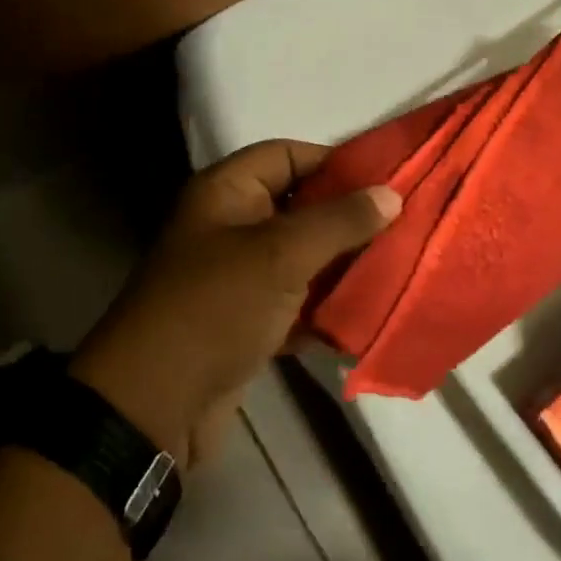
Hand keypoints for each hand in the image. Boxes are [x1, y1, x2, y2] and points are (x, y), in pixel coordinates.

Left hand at [72, 140, 399, 463]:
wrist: (155, 405)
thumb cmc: (216, 308)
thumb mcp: (281, 255)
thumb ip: (339, 221)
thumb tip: (392, 194)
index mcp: (226, 193)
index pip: (287, 155)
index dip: (335, 161)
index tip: (388, 179)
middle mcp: (230, 228)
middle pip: (299, 208)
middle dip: (348, 218)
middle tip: (404, 225)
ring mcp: (238, 278)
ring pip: (302, 259)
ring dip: (343, 266)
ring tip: (398, 266)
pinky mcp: (247, 322)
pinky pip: (296, 303)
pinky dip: (326, 308)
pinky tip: (367, 313)